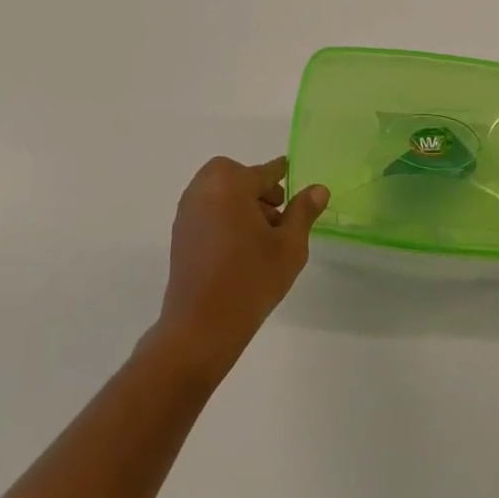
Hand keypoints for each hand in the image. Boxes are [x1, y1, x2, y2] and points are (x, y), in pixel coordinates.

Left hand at [153, 157, 329, 373]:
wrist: (201, 326)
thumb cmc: (251, 280)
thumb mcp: (289, 246)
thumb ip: (303, 212)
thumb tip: (318, 188)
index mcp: (230, 184)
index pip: (263, 172)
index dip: (281, 173)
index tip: (291, 172)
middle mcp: (203, 190)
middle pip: (234, 175)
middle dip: (256, 187)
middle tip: (277, 213)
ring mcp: (187, 212)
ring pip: (219, 192)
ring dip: (240, 201)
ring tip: (262, 234)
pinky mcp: (180, 234)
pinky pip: (206, 210)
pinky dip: (224, 215)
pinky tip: (241, 246)